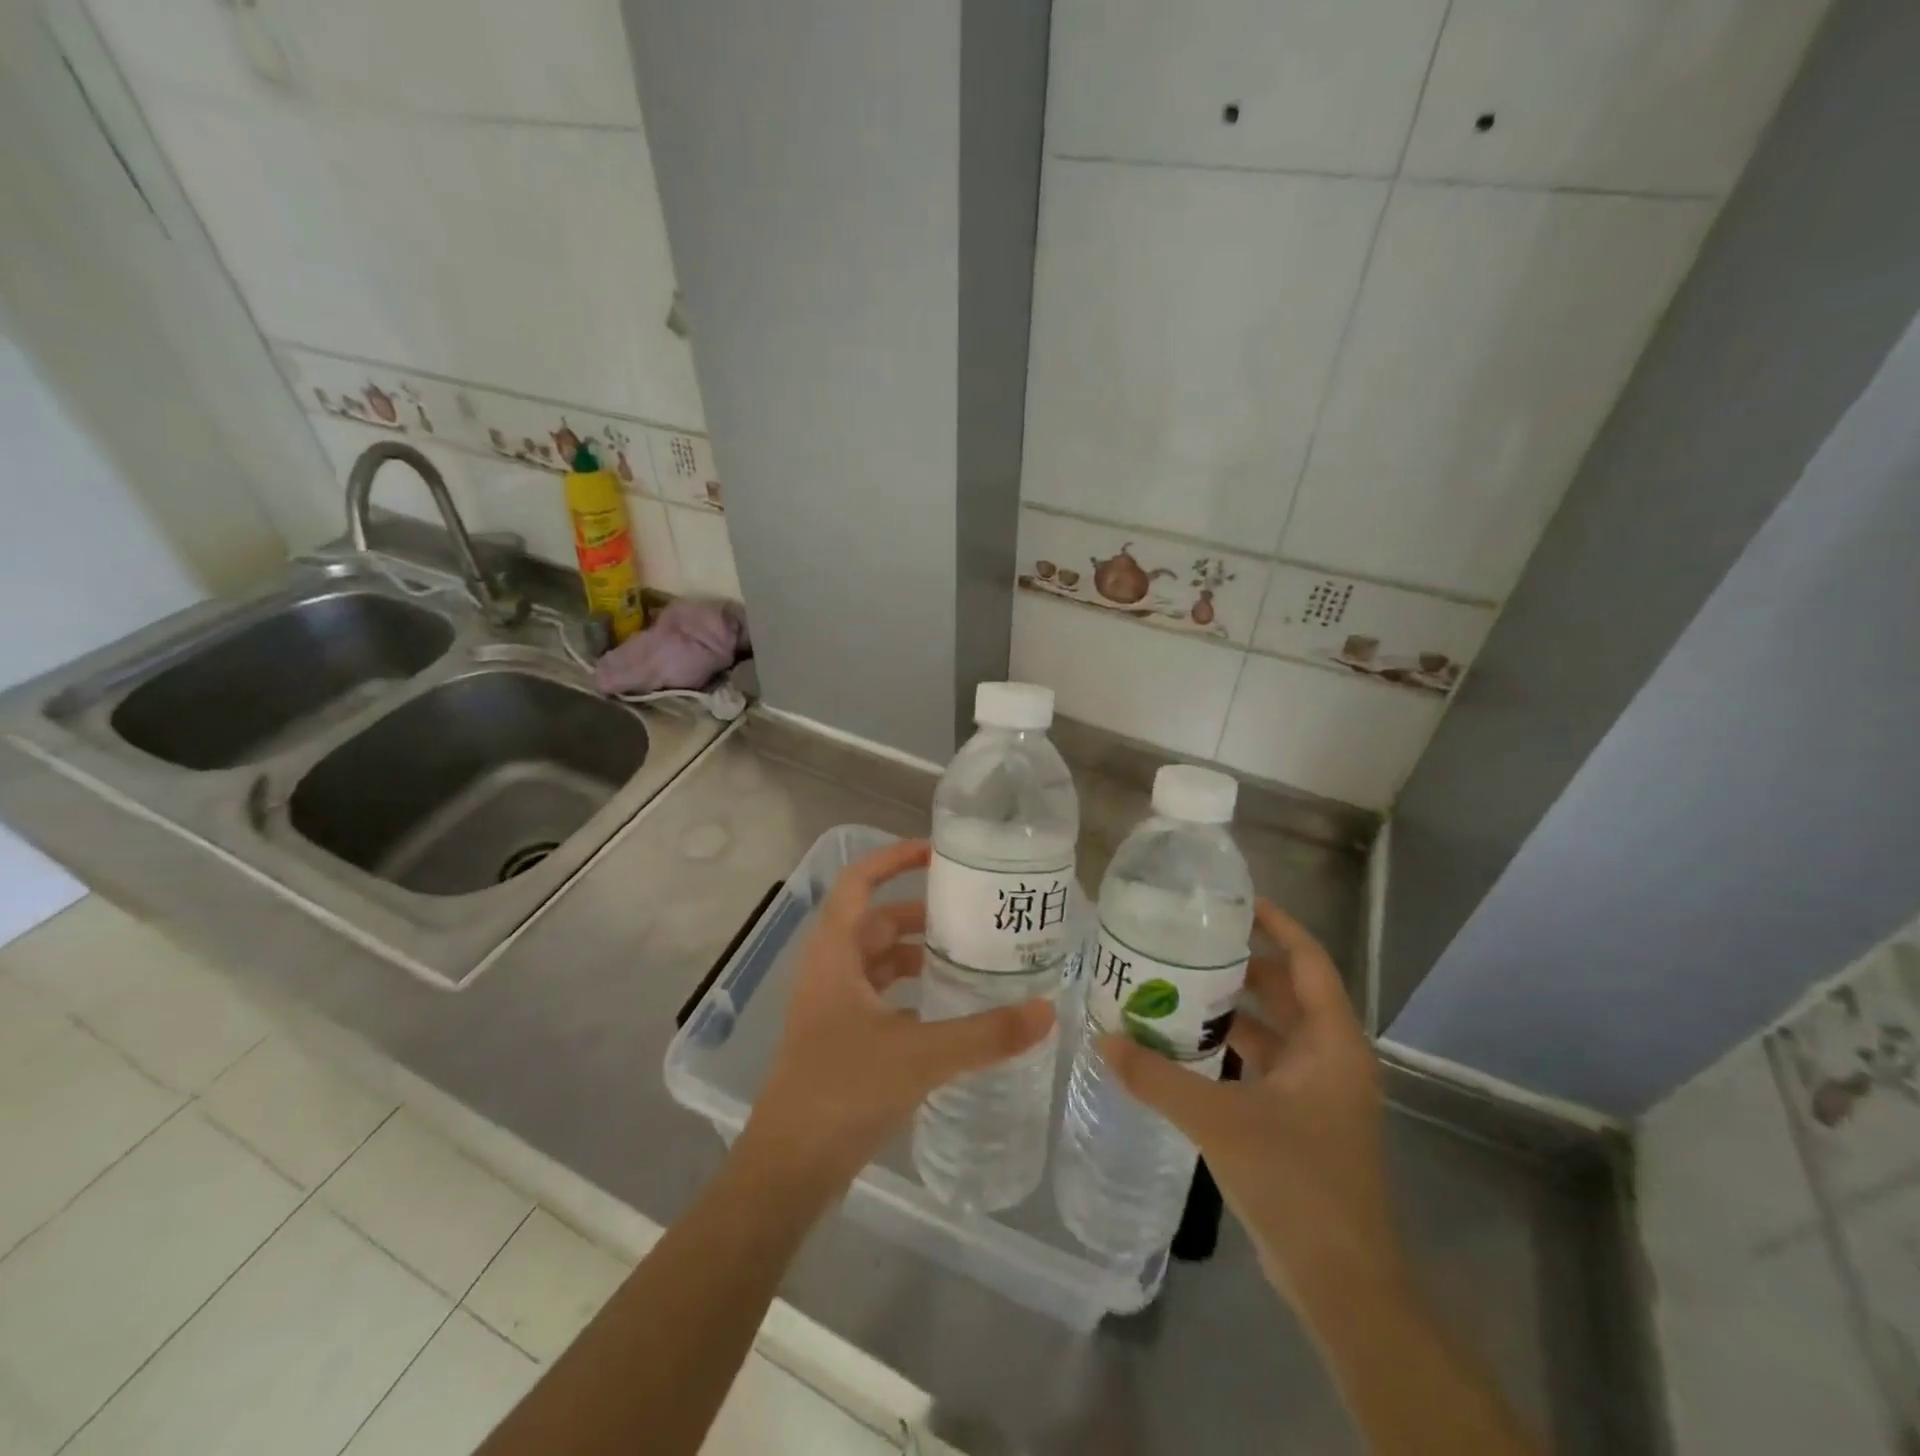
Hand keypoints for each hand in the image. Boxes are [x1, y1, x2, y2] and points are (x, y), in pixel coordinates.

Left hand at [739, 839, 1055, 1199]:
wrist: (786, 1169)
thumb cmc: (842, 1093)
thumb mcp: (920, 1056)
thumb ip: (986, 1034)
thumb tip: (1047, 1011)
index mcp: (834, 953)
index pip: (858, 881)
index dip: (894, 858)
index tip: (938, 852)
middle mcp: (829, 969)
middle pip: (876, 920)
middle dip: (921, 912)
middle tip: (973, 915)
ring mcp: (831, 1005)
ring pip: (878, 960)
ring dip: (917, 953)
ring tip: (968, 958)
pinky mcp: (839, 1037)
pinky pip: (879, 995)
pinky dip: (910, 990)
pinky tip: (946, 1009)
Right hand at [1098, 898, 1404, 1309]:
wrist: (1342, 1284)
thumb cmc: (1296, 1183)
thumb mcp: (1220, 1121)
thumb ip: (1159, 1078)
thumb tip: (1103, 1039)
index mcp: (1332, 1043)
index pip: (1307, 960)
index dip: (1275, 924)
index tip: (1233, 901)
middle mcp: (1331, 1057)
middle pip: (1286, 990)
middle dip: (1241, 963)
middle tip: (1187, 940)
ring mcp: (1318, 1091)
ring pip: (1272, 1029)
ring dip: (1231, 1007)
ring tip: (1176, 983)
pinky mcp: (1300, 1119)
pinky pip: (1263, 1063)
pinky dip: (1230, 1047)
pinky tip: (1185, 1044)